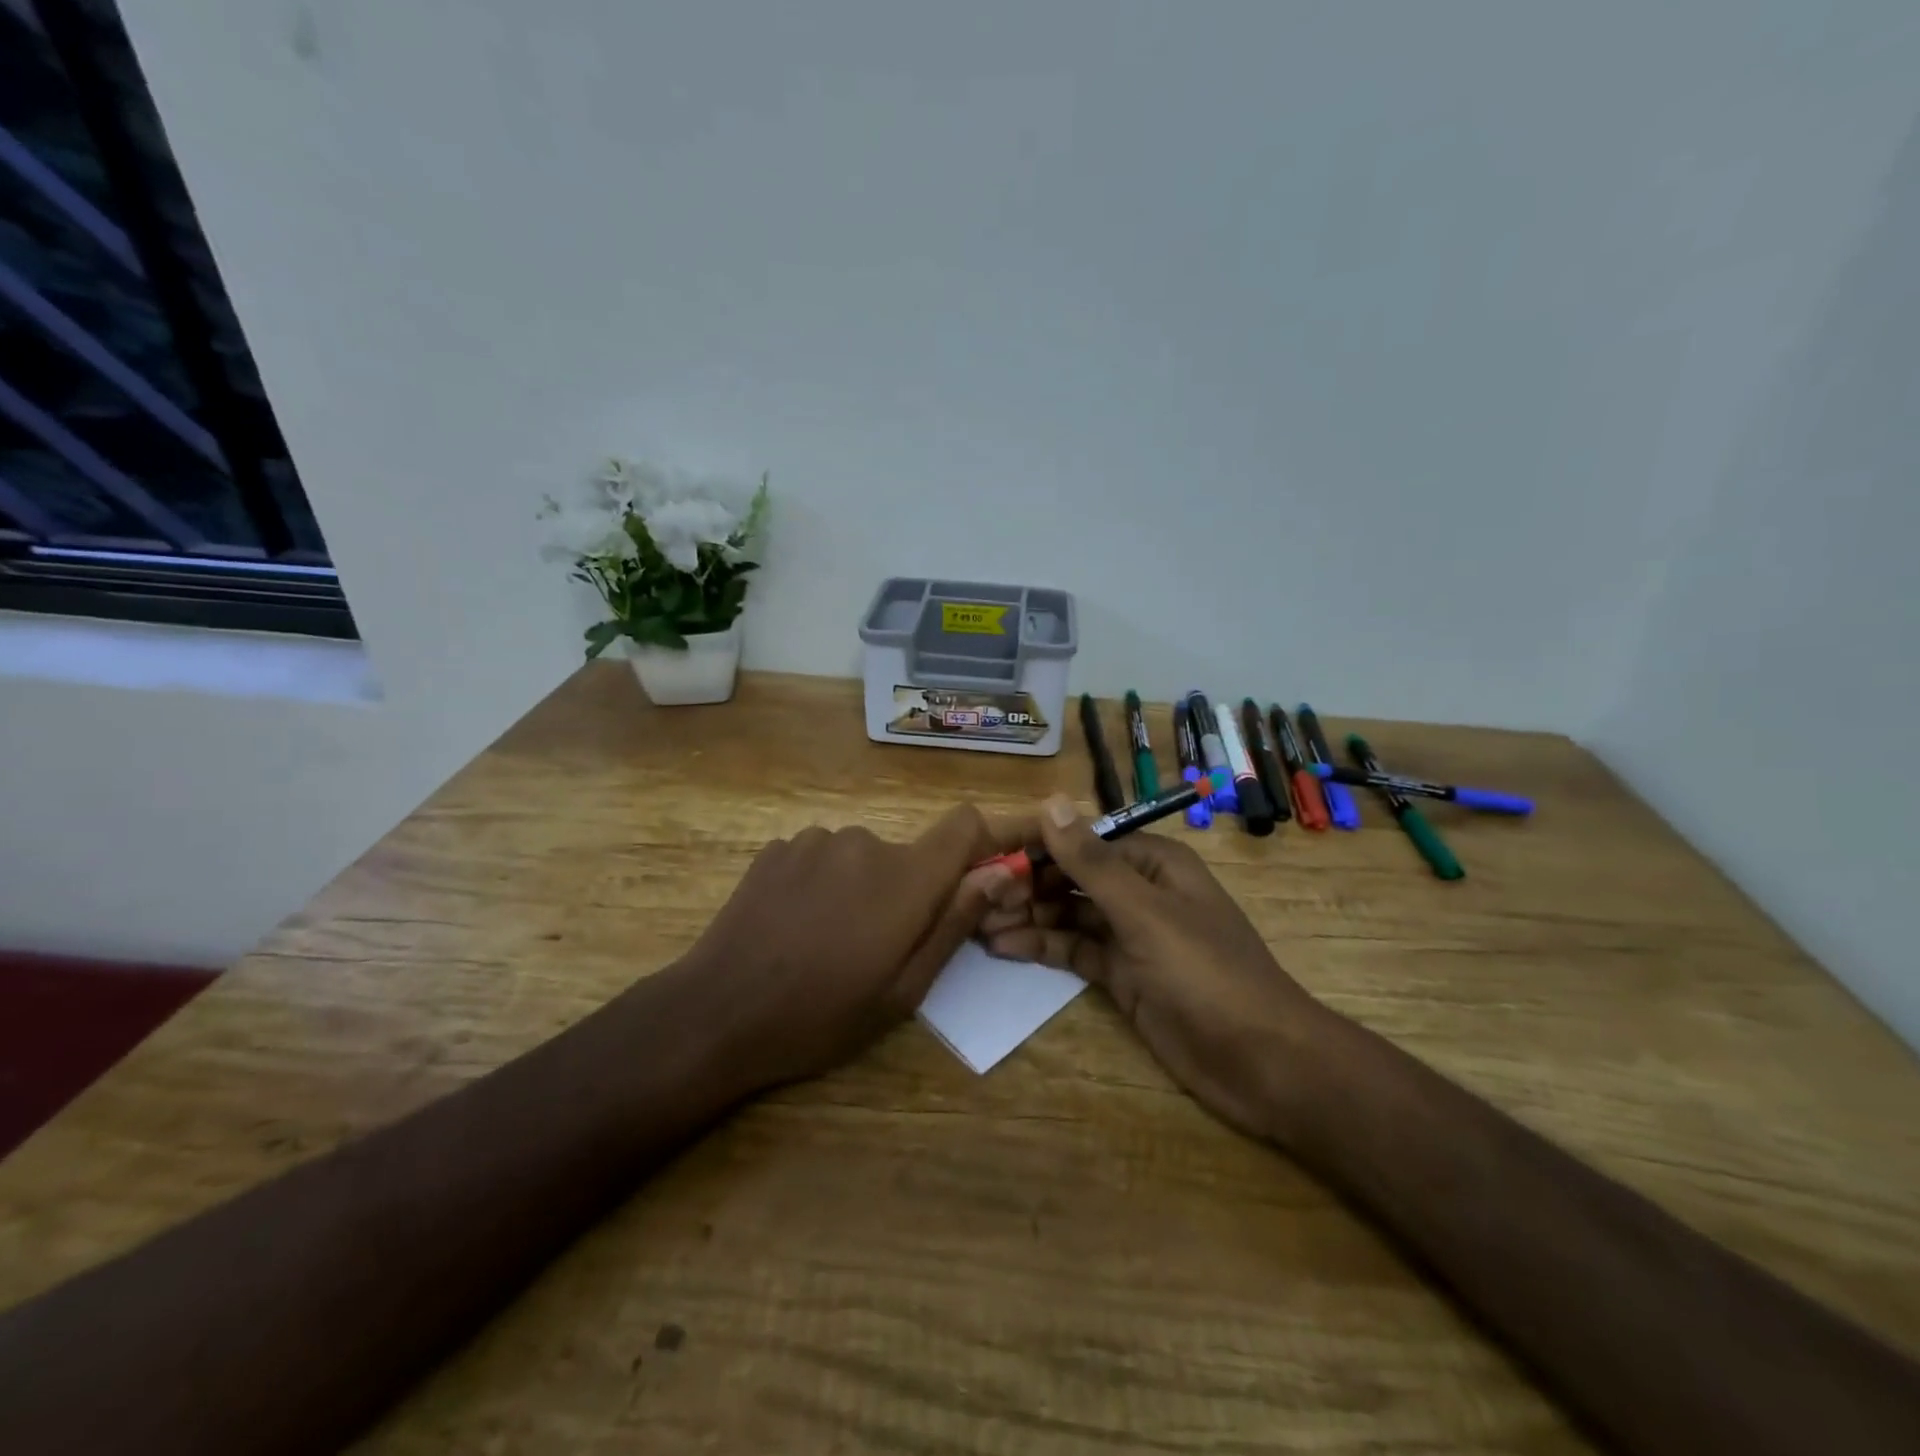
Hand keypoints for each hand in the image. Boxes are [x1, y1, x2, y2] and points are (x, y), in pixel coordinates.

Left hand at [675, 805, 1022, 1090]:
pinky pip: (820, 856)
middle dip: (904, 890)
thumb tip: (998, 874)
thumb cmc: (821, 1015)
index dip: (979, 843)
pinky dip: (821, 883)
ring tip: (826, 939)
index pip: (964, 825)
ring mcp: (815, 839)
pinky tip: (793, 924)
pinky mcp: (778, 847)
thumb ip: (953, 924)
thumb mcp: (902, 990)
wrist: (717, 1011)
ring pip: (861, 857)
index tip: (971, 880)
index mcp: (905, 878)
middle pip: (907, 853)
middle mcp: (865, 841)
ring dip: (858, 887)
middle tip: (873, 946)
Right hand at [980, 795, 1333, 1140]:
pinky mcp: (1123, 976)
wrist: (1262, 1062)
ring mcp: (1130, 935)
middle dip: (1026, 884)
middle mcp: (1139, 891)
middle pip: (1071, 876)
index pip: (1082, 840)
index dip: (1035, 844)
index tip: (987, 854)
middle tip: (975, 897)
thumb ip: (1092, 861)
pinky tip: (1004, 947)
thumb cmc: (1206, 973)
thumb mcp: (1144, 913)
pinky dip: (1043, 946)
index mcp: (1152, 862)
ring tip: (978, 924)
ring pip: (1068, 914)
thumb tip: (1051, 801)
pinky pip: (1075, 950)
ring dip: (1027, 916)